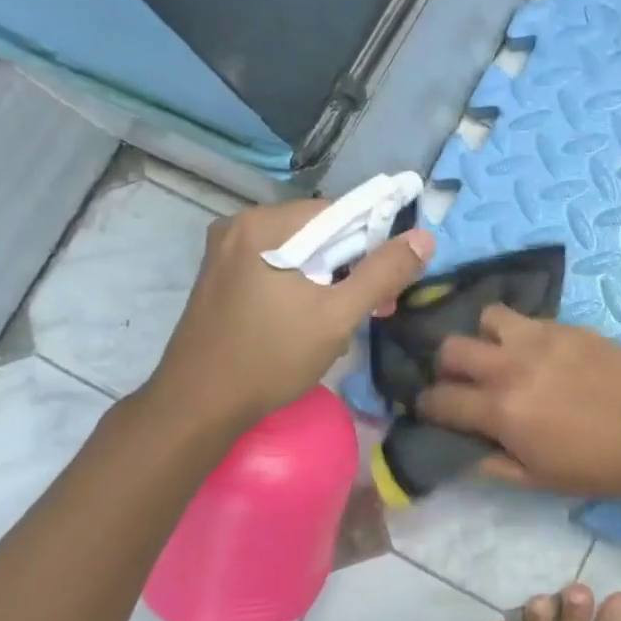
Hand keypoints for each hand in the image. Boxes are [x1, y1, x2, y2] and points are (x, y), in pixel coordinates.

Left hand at [140, 199, 432, 437]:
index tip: (389, 282)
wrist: (196, 407)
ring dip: (329, 280)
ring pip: (299, 253)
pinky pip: (276, 268)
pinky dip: (302, 287)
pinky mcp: (220, 278)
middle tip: (374, 308)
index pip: (339, 212)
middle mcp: (239, 226)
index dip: (373, 242)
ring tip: (344, 321)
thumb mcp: (337, 317)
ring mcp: (225, 252)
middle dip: (351, 267)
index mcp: (264, 225)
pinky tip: (310, 321)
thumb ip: (383, 273)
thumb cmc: (270, 358)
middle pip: (318, 232)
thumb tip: (424, 238)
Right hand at [418, 306, 620, 498]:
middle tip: (464, 379)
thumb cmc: (596, 466)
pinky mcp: (569, 326)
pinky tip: (541, 353)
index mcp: (501, 410)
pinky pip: (530, 319)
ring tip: (503, 354)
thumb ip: (492, 463)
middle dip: (448, 365)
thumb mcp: (537, 479)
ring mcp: (542, 339)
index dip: (428, 405)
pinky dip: (524, 335)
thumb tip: (465, 448)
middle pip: (452, 347)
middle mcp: (512, 366)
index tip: (433, 408)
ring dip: (486, 337)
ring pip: (489, 317)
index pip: (440, 398)